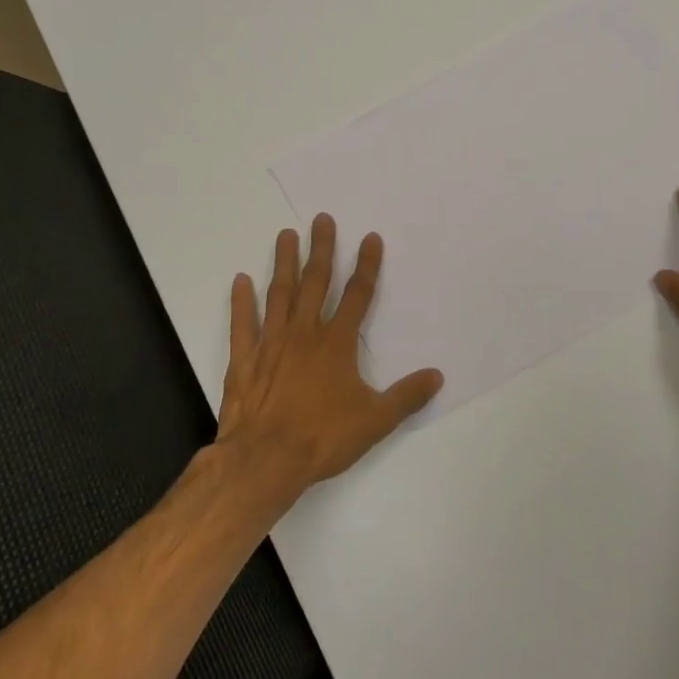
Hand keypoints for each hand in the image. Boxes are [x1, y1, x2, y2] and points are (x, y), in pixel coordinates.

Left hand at [218, 214, 443, 504]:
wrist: (266, 459)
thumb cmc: (324, 437)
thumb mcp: (376, 420)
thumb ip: (406, 396)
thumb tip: (437, 376)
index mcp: (337, 343)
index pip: (357, 296)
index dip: (367, 266)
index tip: (370, 238)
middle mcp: (304, 333)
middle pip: (315, 282)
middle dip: (322, 249)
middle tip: (322, 219)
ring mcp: (271, 343)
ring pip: (279, 293)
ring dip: (284, 263)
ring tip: (285, 235)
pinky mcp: (244, 359)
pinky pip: (243, 324)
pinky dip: (241, 301)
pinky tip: (241, 280)